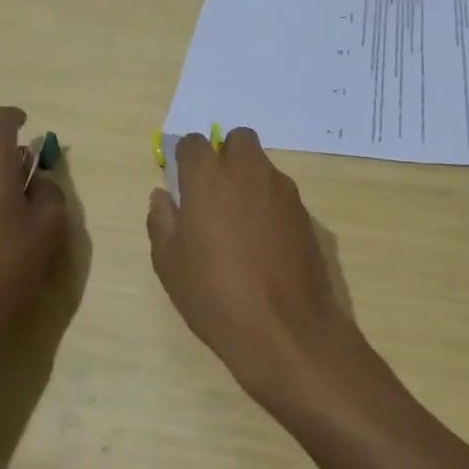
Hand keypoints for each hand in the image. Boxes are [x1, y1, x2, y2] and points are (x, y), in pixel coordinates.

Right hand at [146, 127, 362, 406]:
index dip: (185, 159)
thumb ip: (162, 221)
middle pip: (238, 140)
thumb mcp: (170, 263)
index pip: (194, 143)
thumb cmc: (215, 294)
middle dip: (225, 156)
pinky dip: (269, 204)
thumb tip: (163, 196)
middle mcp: (249, 172)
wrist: (285, 328)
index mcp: (209, 178)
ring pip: (263, 166)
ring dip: (248, 180)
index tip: (182, 183)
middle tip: (214, 194)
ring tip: (239, 224)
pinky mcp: (306, 213)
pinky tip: (264, 242)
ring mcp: (283, 190)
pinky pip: (281, 194)